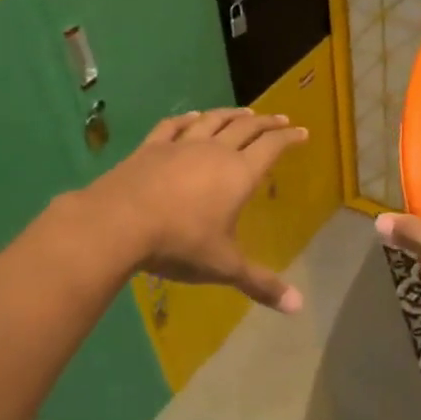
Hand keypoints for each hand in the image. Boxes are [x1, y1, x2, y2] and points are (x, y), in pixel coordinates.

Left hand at [84, 108, 307, 311]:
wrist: (118, 223)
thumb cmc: (180, 243)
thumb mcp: (224, 267)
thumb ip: (261, 283)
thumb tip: (298, 307)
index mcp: (239, 174)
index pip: (271, 148)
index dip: (289, 139)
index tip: (302, 132)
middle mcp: (214, 151)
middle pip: (246, 129)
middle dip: (267, 123)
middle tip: (281, 118)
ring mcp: (180, 145)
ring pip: (212, 121)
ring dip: (231, 114)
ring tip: (244, 112)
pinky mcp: (150, 148)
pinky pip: (173, 126)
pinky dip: (187, 119)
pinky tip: (192, 116)